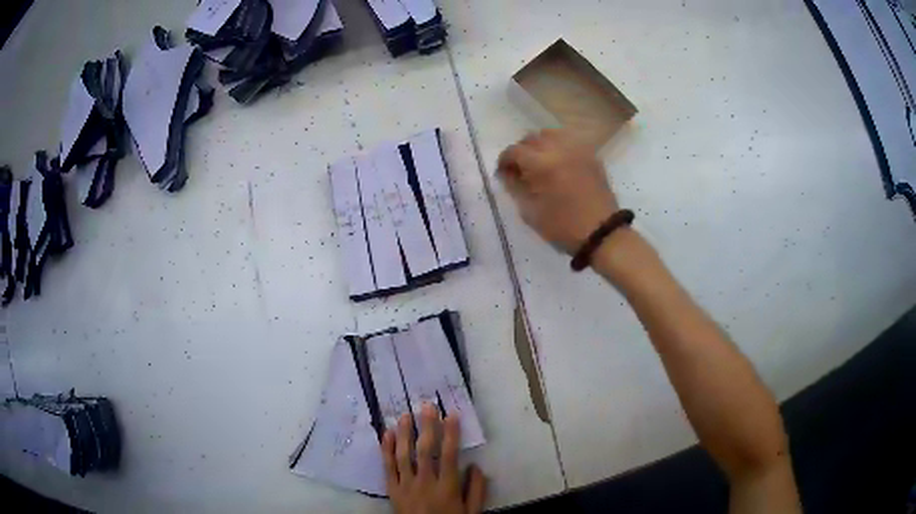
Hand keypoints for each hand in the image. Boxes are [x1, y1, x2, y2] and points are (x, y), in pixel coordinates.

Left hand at [382, 403, 487, 513]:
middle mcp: (425, 483)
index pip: (450, 455)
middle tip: (427, 406)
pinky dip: (386, 450)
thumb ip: (476, 490)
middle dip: (427, 427)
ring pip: (404, 455)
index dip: (451, 434)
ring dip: (405, 434)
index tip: (452, 414)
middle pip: (425, 451)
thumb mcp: (471, 512)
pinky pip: (388, 467)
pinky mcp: (392, 490)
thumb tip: (476, 466)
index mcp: (447, 488)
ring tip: (405, 415)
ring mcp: (405, 486)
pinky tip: (387, 434)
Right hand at [497, 129, 618, 253]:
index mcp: (542, 164)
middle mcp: (559, 149)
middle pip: (532, 138)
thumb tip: (507, 174)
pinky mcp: (591, 155)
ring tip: (539, 161)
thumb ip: (515, 188)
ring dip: (540, 144)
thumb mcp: (530, 212)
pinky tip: (558, 162)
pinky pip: (570, 140)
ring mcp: (578, 150)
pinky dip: (559, 145)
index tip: (502, 173)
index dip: (504, 160)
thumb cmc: (563, 226)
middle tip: (520, 168)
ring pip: (552, 134)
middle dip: (522, 150)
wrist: (601, 232)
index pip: (515, 151)